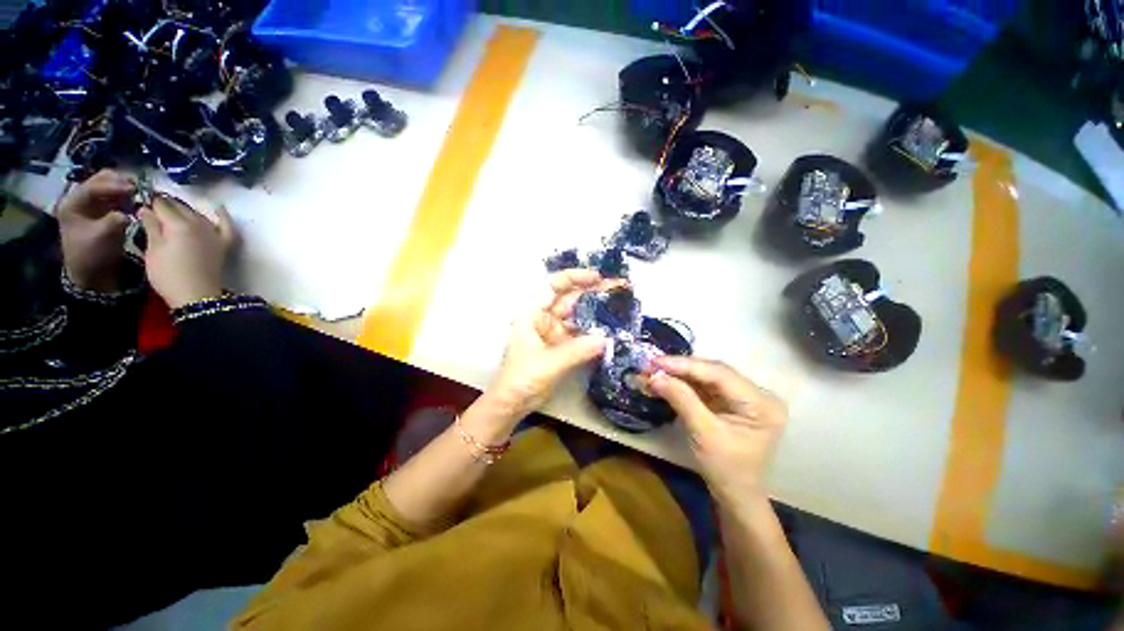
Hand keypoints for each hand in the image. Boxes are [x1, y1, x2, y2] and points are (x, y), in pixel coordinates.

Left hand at [57, 170, 135, 291]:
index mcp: (73, 203)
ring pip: (110, 185)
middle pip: (102, 180)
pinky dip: (128, 194)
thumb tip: (130, 211)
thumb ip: (115, 220)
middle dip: (121, 182)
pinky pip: (116, 195)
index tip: (135, 188)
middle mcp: (81, 198)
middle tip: (140, 188)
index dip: (114, 185)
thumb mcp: (102, 237)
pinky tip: (138, 199)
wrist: (91, 271)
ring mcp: (92, 203)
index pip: (94, 186)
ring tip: (141, 193)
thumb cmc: (92, 255)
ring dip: (125, 187)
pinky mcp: (103, 209)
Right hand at [138, 196, 236, 309]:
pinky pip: (226, 226)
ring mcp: (213, 233)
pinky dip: (222, 216)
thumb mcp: (152, 250)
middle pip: (181, 207)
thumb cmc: (168, 274)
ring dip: (186, 210)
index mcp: (177, 223)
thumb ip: (151, 227)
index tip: (141, 203)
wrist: (196, 295)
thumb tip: (145, 208)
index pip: (162, 205)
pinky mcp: (223, 244)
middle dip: (166, 205)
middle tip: (153, 209)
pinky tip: (218, 208)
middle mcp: (198, 223)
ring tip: (173, 211)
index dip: (150, 203)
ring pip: (198, 214)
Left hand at [487, 269, 612, 420]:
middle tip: (618, 290)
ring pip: (577, 316)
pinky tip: (610, 330)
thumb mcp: (548, 363)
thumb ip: (577, 351)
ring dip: (595, 312)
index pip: (553, 286)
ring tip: (619, 307)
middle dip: (591, 293)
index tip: (597, 278)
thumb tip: (606, 339)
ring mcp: (553, 332)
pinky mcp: (561, 346)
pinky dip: (593, 332)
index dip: (574, 277)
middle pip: (569, 299)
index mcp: (532, 314)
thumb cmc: (521, 378)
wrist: (512, 403)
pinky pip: (580, 334)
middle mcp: (543, 318)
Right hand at [649, 357, 787, 506]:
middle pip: (712, 371)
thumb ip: (681, 399)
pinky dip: (682, 383)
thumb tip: (654, 376)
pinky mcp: (730, 401)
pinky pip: (703, 386)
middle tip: (650, 365)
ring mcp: (743, 396)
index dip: (685, 365)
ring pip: (705, 376)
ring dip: (678, 374)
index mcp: (761, 402)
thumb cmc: (725, 469)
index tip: (655, 361)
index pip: (719, 374)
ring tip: (652, 371)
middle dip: (679, 368)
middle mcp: (756, 393)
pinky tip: (664, 380)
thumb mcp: (703, 433)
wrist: (735, 495)